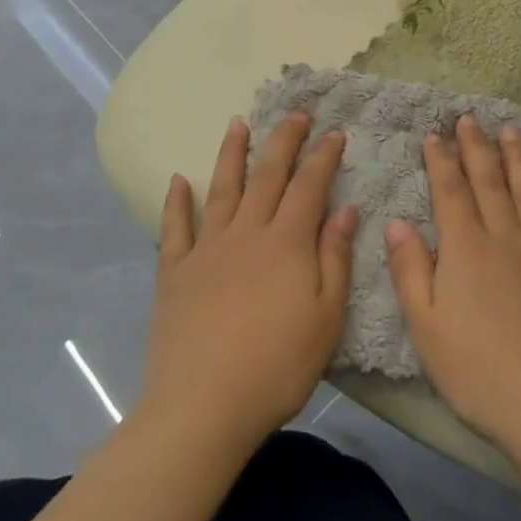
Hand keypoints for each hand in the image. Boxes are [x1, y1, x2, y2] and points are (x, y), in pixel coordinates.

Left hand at [142, 115, 357, 453]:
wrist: (202, 407)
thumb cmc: (276, 366)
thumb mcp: (326, 317)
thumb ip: (335, 258)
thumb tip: (346, 209)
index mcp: (287, 243)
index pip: (309, 186)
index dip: (323, 156)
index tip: (334, 132)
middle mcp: (246, 232)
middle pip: (267, 175)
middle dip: (283, 140)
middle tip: (294, 113)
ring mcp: (206, 249)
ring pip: (222, 189)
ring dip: (231, 154)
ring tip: (238, 124)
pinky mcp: (174, 272)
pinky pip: (175, 228)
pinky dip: (177, 202)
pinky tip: (178, 181)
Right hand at [386, 116, 520, 463]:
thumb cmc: (479, 373)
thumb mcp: (426, 328)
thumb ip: (410, 271)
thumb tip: (397, 222)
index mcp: (467, 249)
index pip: (451, 192)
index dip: (441, 160)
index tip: (434, 134)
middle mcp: (507, 238)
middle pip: (489, 182)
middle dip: (477, 147)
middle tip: (470, 118)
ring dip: (518, 159)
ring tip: (511, 130)